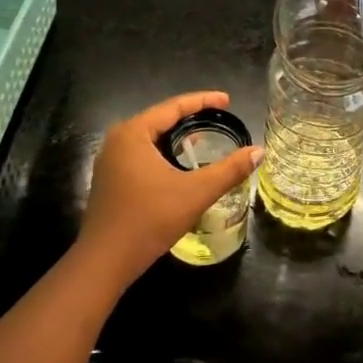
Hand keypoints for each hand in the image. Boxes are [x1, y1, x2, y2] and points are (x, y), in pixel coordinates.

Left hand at [77, 92, 261, 287]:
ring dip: (177, 137)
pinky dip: (165, 153)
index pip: (173, 107)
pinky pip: (143, 155)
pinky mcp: (110, 180)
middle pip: (161, 119)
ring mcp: (110, 161)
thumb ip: (229, 170)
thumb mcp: (195, 193)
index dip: (203, 101)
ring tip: (205, 137)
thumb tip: (259, 151)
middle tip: (220, 118)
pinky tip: (181, 164)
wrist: (104, 262)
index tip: (228, 100)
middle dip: (191, 118)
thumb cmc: (149, 220)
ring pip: (151, 139)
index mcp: (133, 133)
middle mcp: (118, 140)